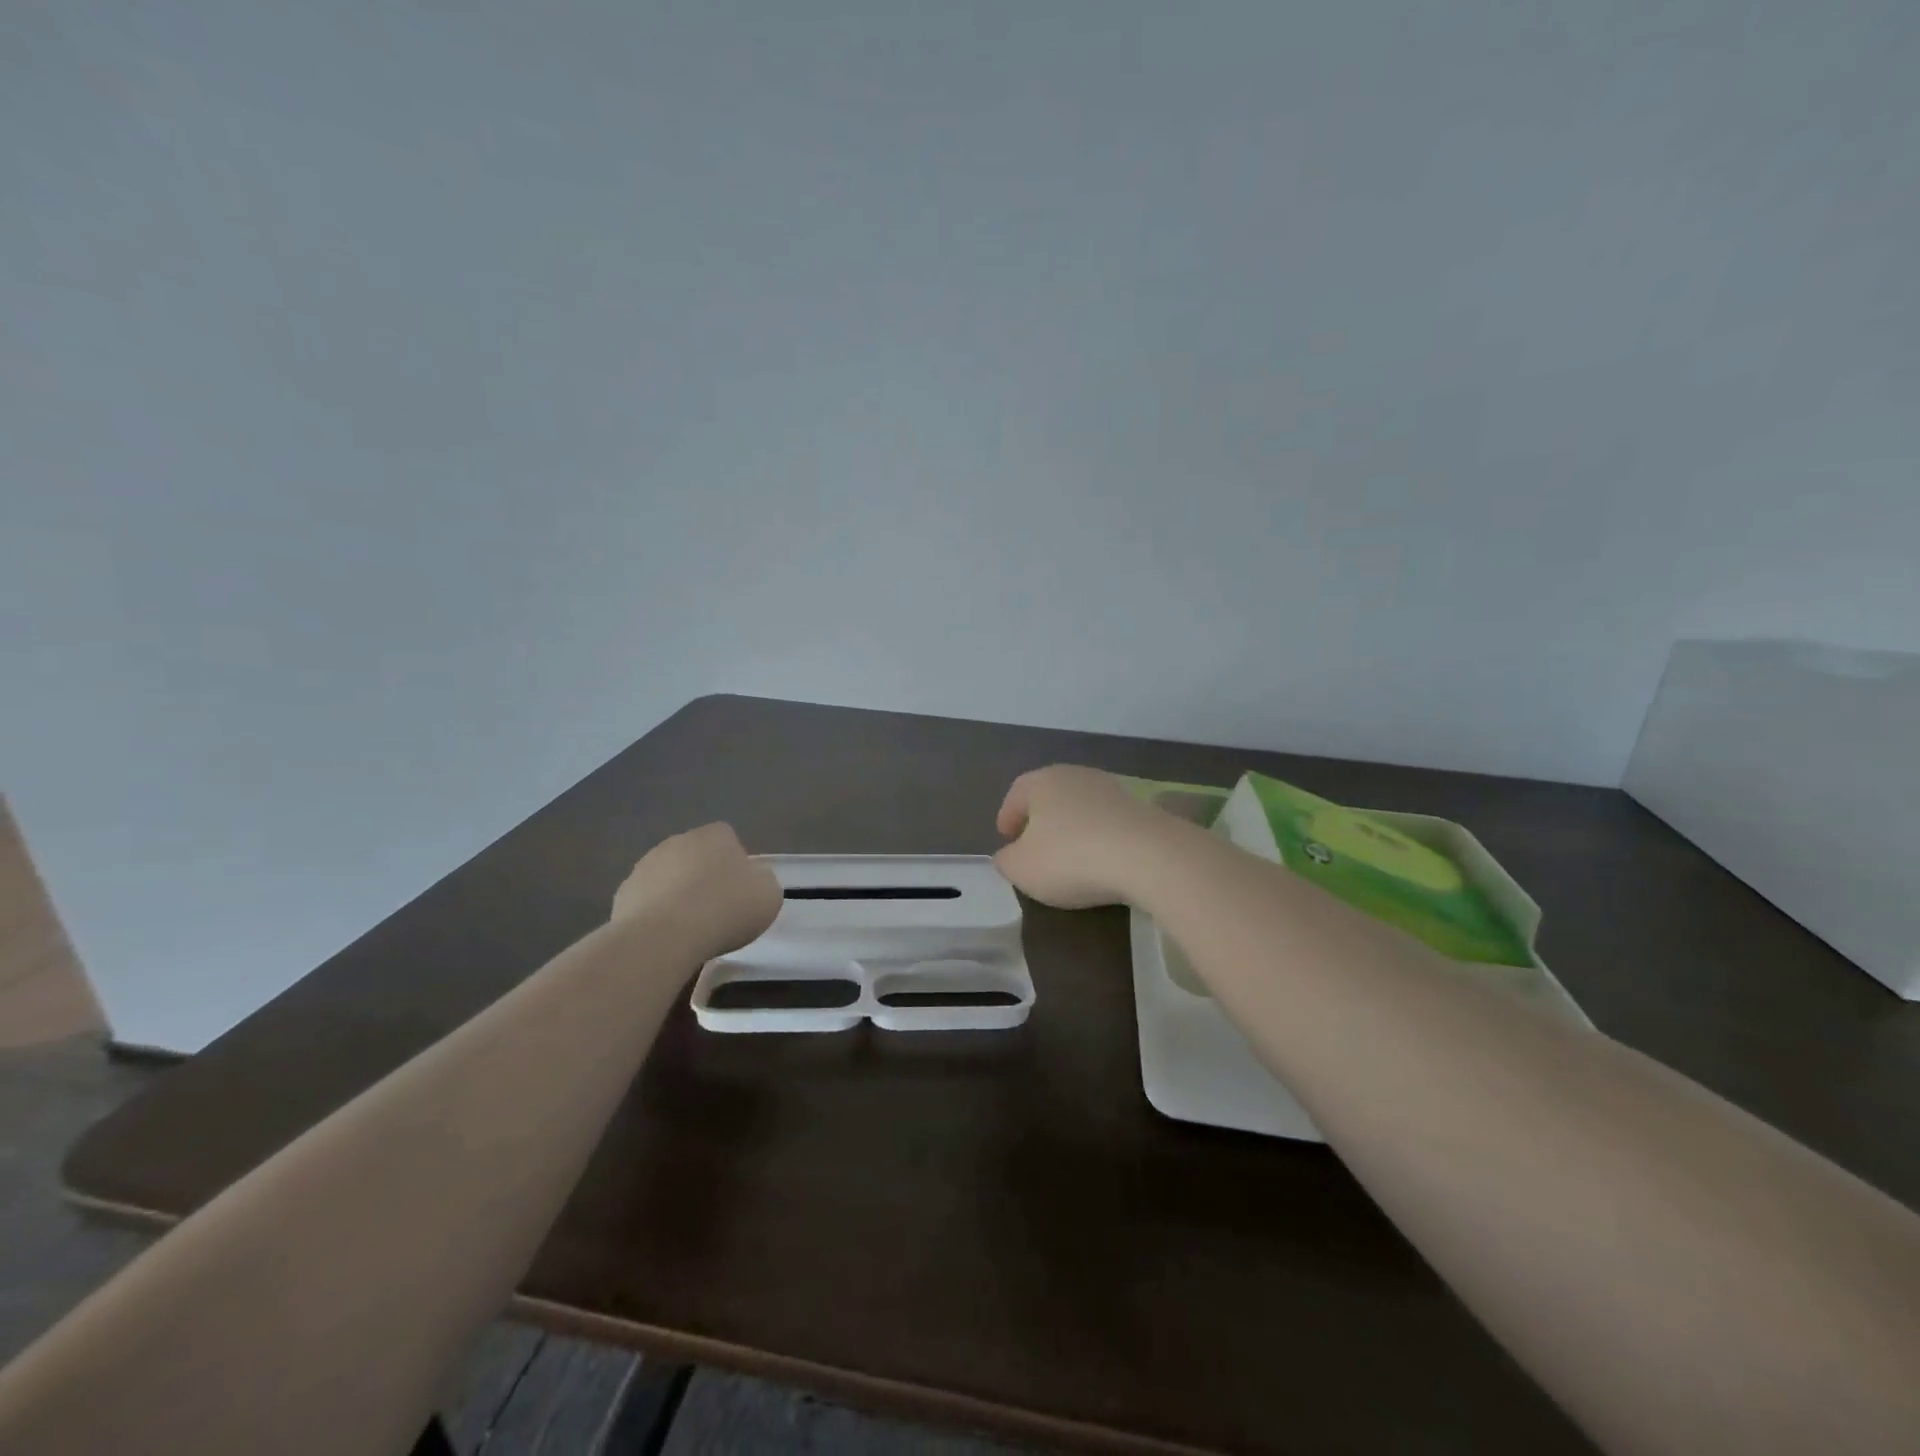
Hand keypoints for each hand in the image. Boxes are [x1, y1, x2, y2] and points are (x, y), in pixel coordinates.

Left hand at [613, 823, 781, 957]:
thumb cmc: (726, 909)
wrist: (665, 937)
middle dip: (703, 876)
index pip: (727, 838)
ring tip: (689, 929)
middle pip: (695, 855)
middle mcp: (678, 841)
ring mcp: (645, 866)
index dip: (735, 863)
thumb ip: (762, 881)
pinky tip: (666, 938)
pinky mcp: (623, 894)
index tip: (740, 890)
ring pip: (668, 877)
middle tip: (716, 909)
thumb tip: (752, 879)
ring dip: (677, 894)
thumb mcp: (768, 895)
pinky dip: (655, 915)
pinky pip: (647, 901)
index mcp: (715, 835)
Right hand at [994, 765, 1180, 908]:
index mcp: (1041, 781)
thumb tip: (1009, 854)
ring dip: (1073, 828)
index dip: (1008, 816)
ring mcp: (1112, 790)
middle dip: (1041, 820)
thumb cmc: (1071, 858)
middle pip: (1051, 796)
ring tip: (1070, 857)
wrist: (1149, 857)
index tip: (1006, 838)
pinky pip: (1109, 823)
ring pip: (1082, 808)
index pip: (1017, 794)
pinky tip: (1101, 861)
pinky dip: (1100, 838)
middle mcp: (1076, 775)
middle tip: (1034, 846)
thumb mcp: (1021, 868)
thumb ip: (1006, 860)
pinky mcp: (1142, 809)